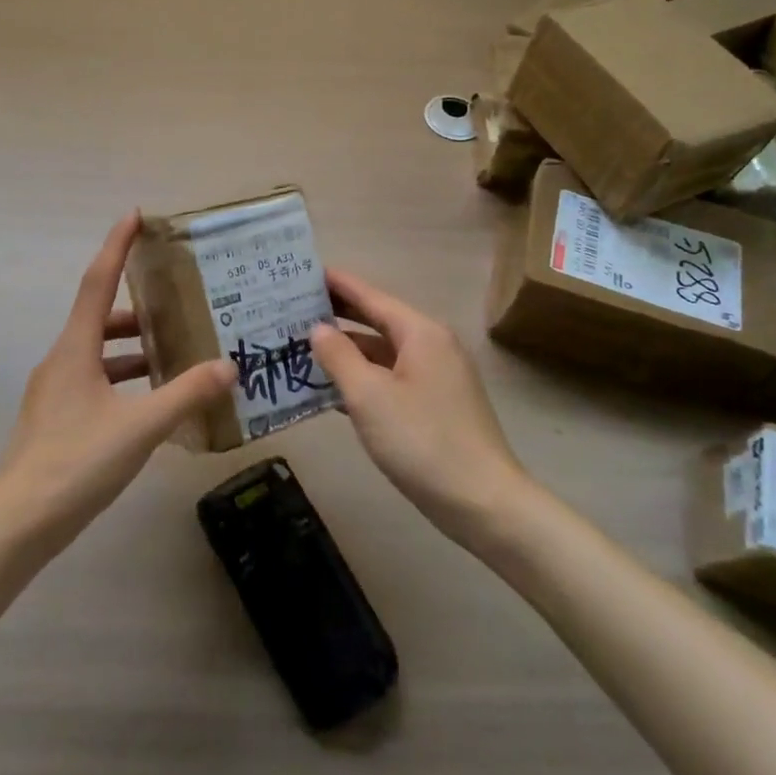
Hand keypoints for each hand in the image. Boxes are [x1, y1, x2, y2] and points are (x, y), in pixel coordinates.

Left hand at [0, 213, 235, 552]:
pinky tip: (151, 400)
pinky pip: (95, 381)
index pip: (97, 282)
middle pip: (99, 318)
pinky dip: (123, 378)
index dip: (116, 246)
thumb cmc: (76, 463)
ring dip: (132, 347)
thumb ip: (185, 394)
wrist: (18, 524)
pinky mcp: (57, 419)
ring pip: (98, 353)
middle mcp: (61, 361)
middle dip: (137, 305)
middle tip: (177, 299)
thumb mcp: (140, 428)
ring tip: (175, 350)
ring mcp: (55, 392)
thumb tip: (228, 366)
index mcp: (75, 349)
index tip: (134, 215)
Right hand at [310, 269, 529, 547]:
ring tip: (301, 345)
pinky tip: (330, 388)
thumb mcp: (369, 396)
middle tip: (293, 307)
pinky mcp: (434, 406)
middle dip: (337, 315)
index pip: (370, 296)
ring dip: (345, 350)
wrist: (482, 503)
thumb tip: (318, 328)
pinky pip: (389, 379)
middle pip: (376, 321)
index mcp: (420, 333)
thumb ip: (339, 356)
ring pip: (381, 353)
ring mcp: (435, 378)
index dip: (336, 284)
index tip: (303, 271)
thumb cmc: (422, 440)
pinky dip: (361, 378)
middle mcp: (431, 346)